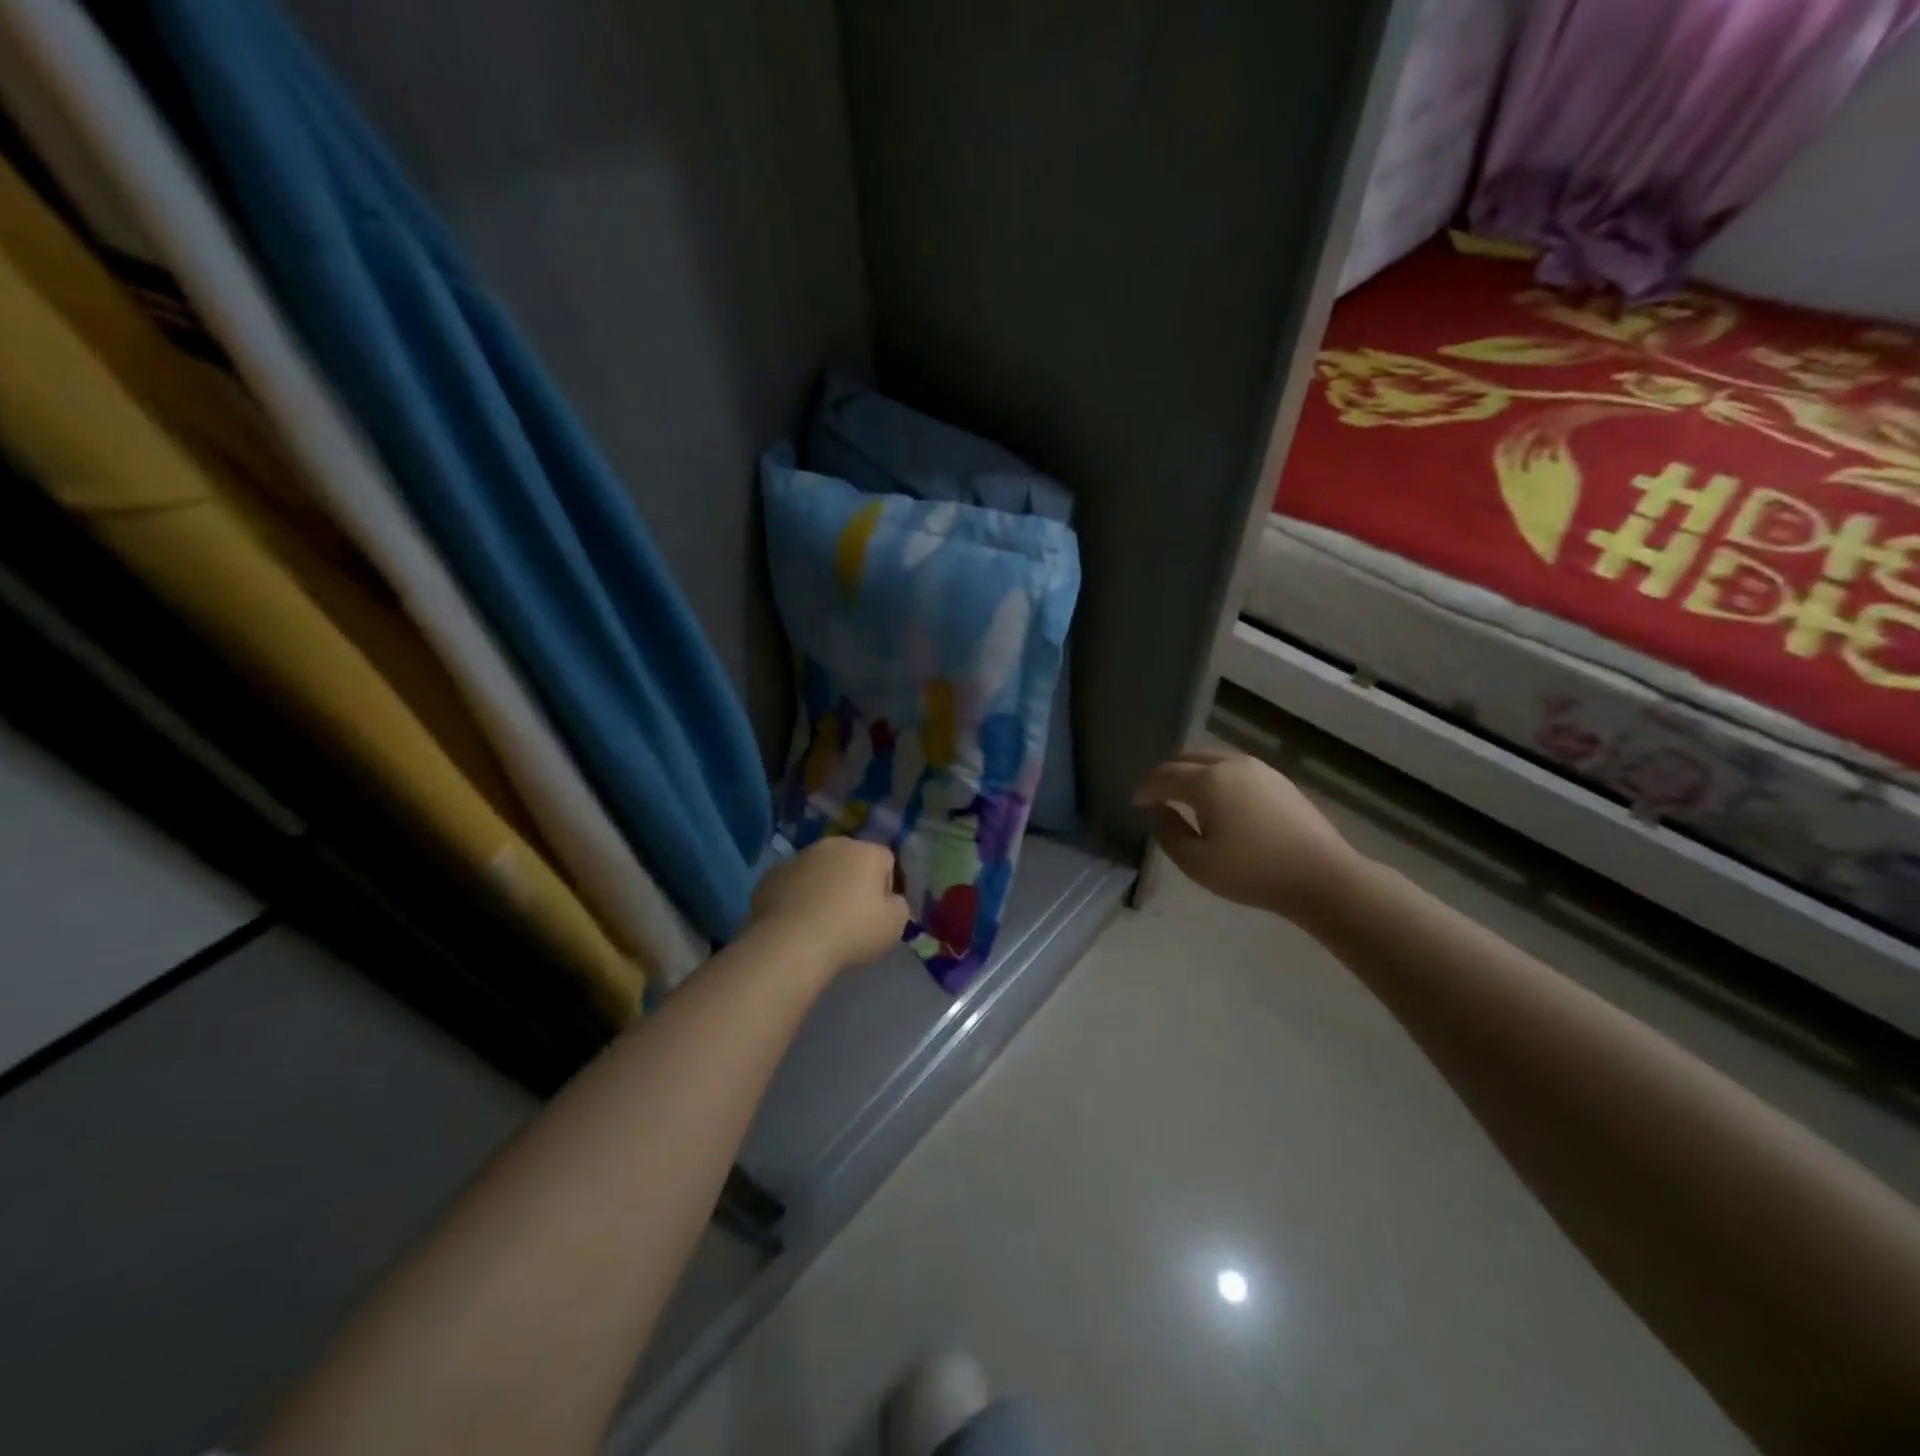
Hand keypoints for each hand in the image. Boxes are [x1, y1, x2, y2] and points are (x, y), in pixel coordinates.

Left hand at [747, 838, 909, 973]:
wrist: (791, 943)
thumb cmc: (851, 931)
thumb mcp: (894, 926)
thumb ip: (899, 906)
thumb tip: (889, 900)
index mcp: (867, 852)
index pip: (886, 861)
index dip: (885, 888)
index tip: (877, 914)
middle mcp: (833, 845)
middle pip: (851, 860)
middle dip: (852, 881)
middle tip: (849, 916)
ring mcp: (799, 857)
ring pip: (819, 869)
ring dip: (822, 887)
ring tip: (819, 921)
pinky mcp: (772, 874)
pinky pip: (792, 883)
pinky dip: (796, 896)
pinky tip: (795, 922)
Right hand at [1133, 750, 1369, 923]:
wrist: (1322, 877)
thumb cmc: (1253, 872)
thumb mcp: (1197, 862)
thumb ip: (1168, 833)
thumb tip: (1157, 811)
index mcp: (1207, 781)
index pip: (1164, 775)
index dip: (1145, 788)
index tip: (1136, 803)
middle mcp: (1231, 764)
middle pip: (1188, 759)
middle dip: (1168, 775)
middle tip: (1157, 798)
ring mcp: (1259, 769)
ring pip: (1213, 760)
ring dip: (1193, 774)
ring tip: (1186, 799)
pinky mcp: (1278, 779)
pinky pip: (1234, 769)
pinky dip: (1216, 778)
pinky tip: (1220, 803)